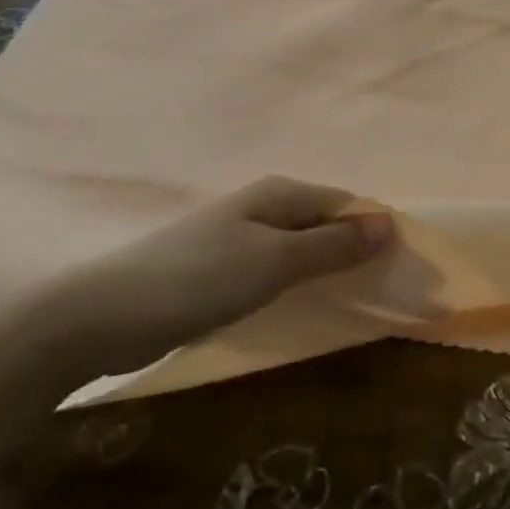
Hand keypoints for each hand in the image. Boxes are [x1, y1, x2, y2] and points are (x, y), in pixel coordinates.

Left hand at [37, 177, 391, 377]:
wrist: (104, 315)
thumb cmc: (198, 279)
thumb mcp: (274, 262)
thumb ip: (331, 246)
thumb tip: (388, 224)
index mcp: (278, 193)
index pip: (344, 203)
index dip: (374, 229)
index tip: (404, 265)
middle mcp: (260, 206)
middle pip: (322, 222)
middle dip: (353, 249)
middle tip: (385, 287)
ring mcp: (236, 236)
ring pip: (298, 247)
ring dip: (325, 267)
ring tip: (355, 298)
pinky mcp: (218, 268)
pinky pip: (273, 269)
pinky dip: (295, 283)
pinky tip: (302, 306)